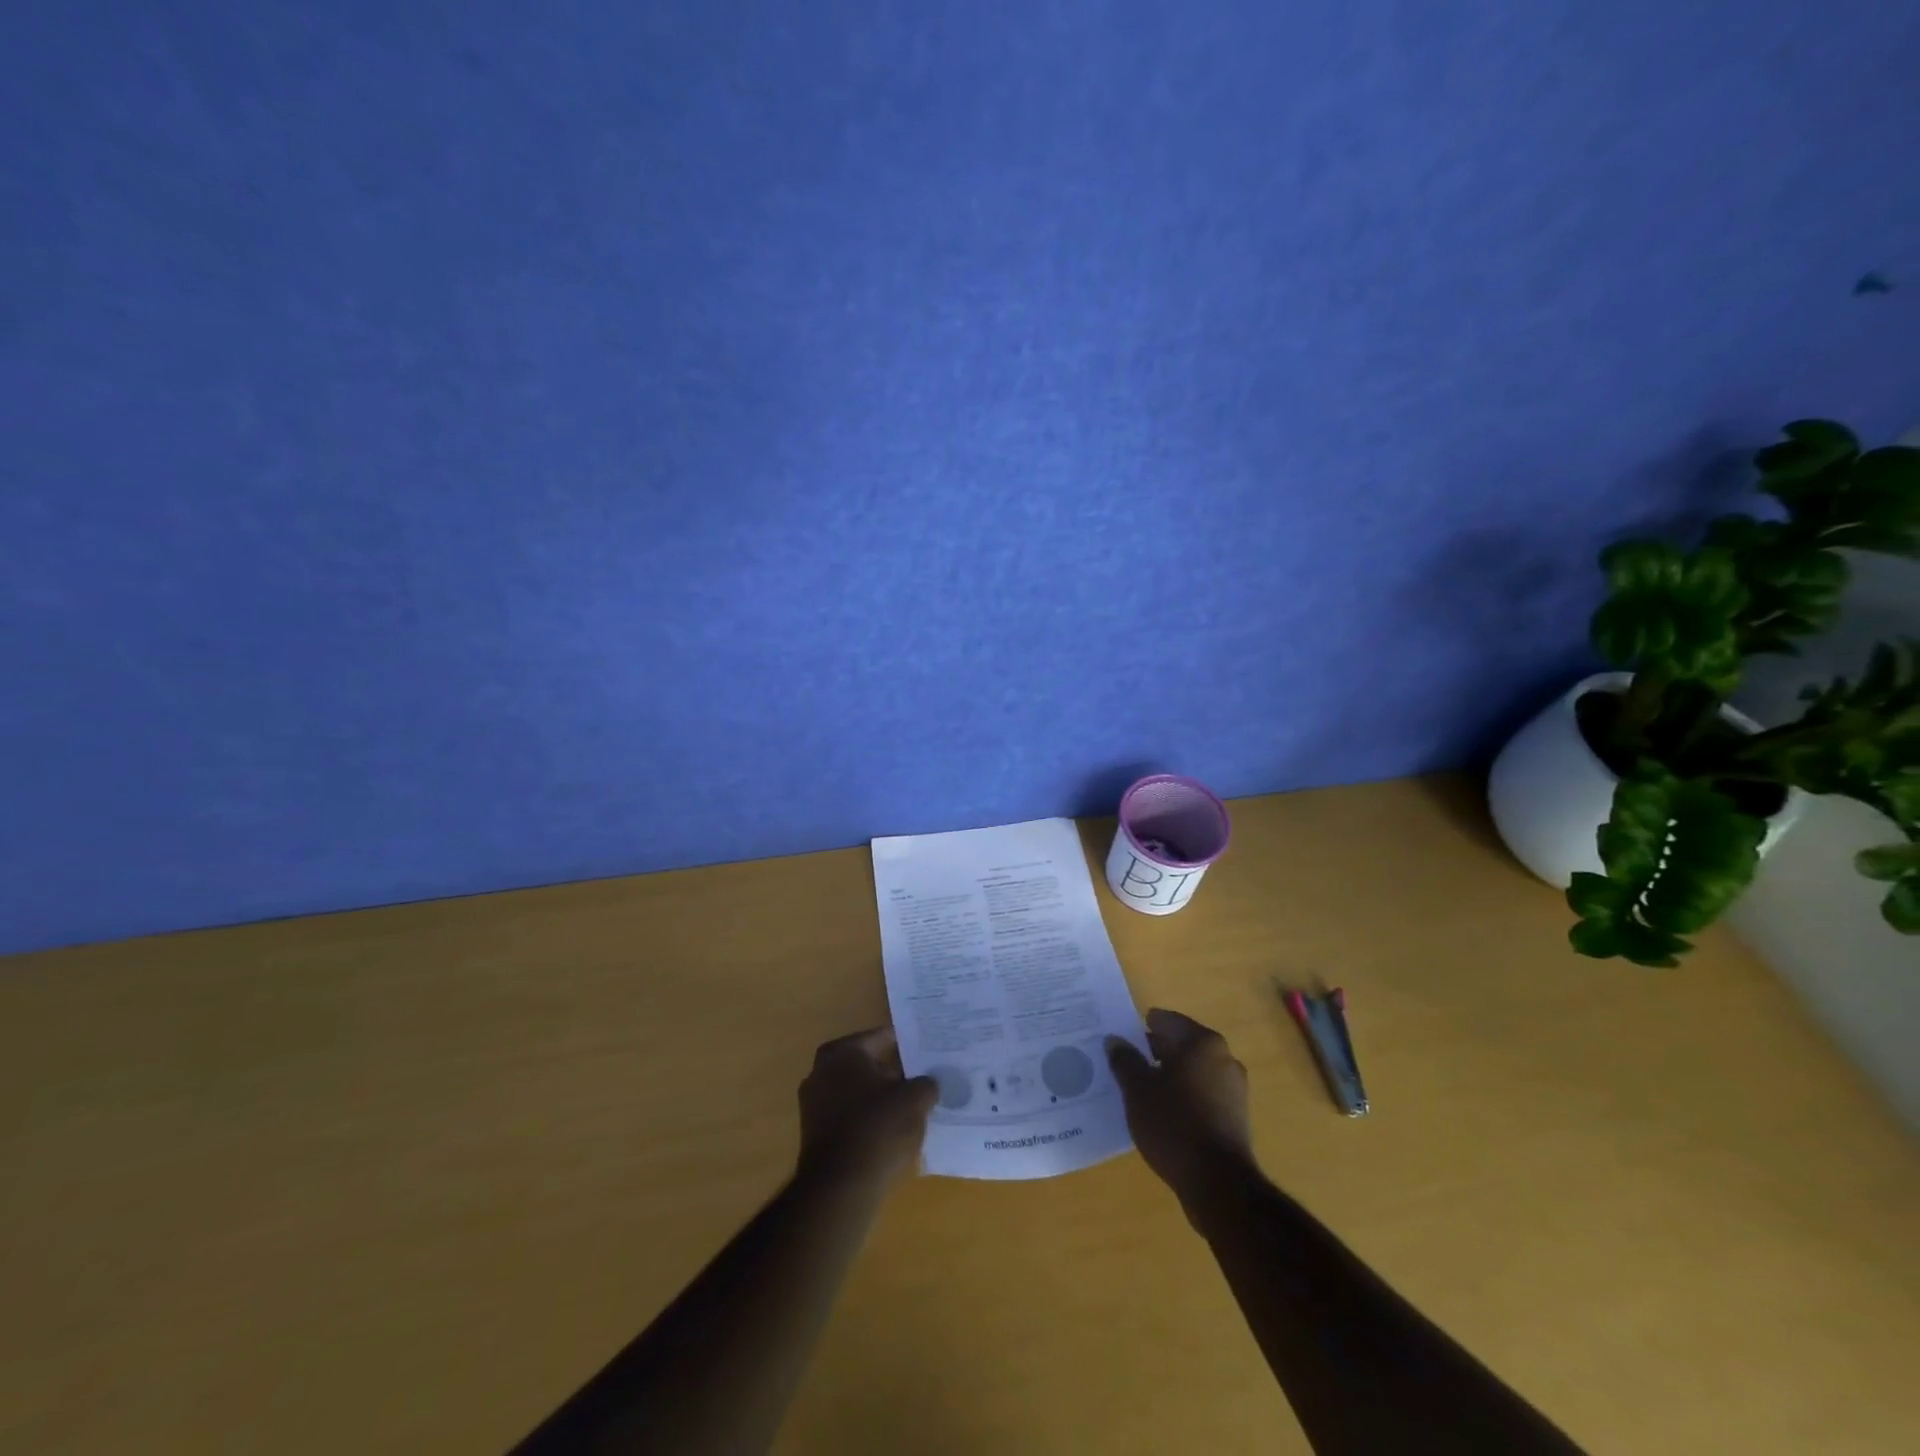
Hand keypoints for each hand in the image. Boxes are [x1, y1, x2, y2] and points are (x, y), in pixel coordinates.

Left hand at [796, 1026, 937, 1189]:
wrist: (839, 1190)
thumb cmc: (877, 1129)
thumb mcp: (915, 1100)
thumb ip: (926, 1084)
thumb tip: (930, 1082)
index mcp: (841, 1052)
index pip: (882, 1038)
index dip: (908, 1043)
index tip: (928, 1050)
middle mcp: (821, 1071)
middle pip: (868, 1065)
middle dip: (895, 1072)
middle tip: (925, 1078)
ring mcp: (814, 1105)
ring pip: (859, 1093)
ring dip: (882, 1098)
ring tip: (914, 1107)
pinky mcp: (815, 1136)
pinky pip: (850, 1117)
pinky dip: (869, 1120)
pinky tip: (893, 1133)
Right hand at [1106, 1008, 1253, 1214]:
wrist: (1218, 1184)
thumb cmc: (1174, 1124)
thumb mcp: (1137, 1089)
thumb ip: (1125, 1060)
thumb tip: (1115, 1040)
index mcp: (1202, 1042)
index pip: (1165, 1020)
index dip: (1139, 1028)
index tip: (1119, 1040)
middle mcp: (1223, 1058)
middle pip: (1180, 1045)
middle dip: (1153, 1052)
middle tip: (1123, 1063)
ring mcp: (1233, 1089)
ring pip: (1191, 1072)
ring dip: (1167, 1077)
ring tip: (1138, 1091)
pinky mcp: (1235, 1118)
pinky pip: (1201, 1095)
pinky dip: (1182, 1098)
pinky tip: (1161, 1114)